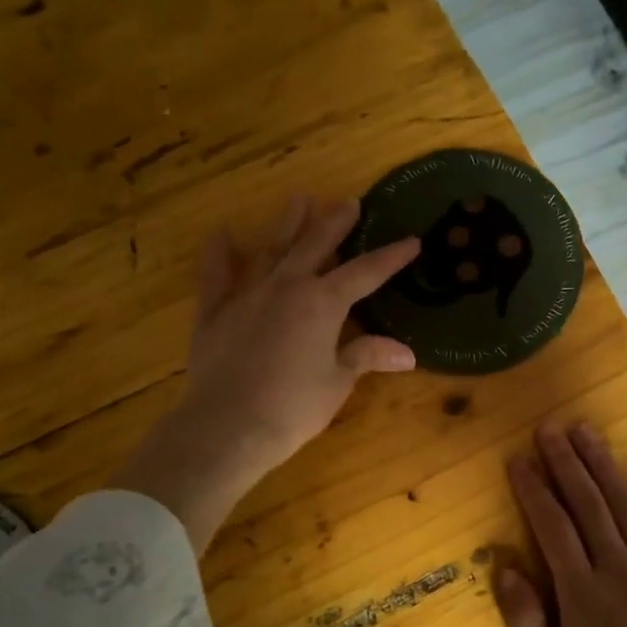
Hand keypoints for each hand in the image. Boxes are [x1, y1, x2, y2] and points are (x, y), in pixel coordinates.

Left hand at [111, 198, 419, 548]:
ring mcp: (247, 296)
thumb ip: (366, 357)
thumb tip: (406, 353)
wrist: (228, 426)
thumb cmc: (293, 407)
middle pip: (315, 246)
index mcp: (322, 303)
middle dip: (335, 224)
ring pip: (271, 250)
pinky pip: (217, 276)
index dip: (390, 257)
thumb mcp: (337, 383)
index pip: (364, 273)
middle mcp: (286, 287)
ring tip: (299, 200)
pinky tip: (221, 235)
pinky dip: (219, 255)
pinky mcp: (215, 313)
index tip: (411, 241)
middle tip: (349, 202)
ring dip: (287, 225)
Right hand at [495, 422, 626, 626]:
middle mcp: (617, 568)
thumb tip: (504, 566)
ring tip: (583, 429)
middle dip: (565, 462)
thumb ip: (524, 621)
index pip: (551, 526)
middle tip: (548, 428)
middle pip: (587, 503)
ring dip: (602, 463)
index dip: (533, 489)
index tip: (518, 459)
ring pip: (625, 503)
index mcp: (580, 593)